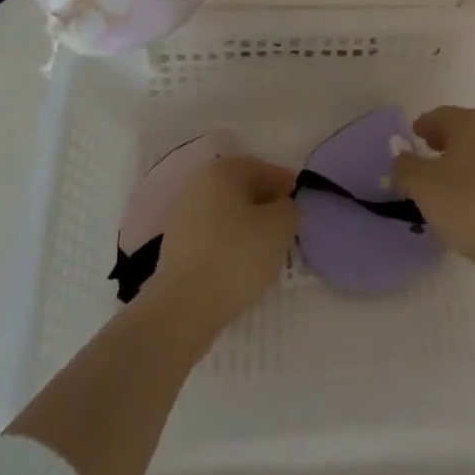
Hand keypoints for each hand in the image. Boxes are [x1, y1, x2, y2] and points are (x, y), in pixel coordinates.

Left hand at [150, 155, 298, 336]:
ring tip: (266, 248)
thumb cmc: (236, 255)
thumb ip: (289, 209)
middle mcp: (198, 184)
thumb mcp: (279, 227)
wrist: (184, 306)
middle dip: (264, 203)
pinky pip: (212, 235)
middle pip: (240, 189)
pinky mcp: (176, 246)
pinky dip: (229, 243)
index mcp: (221, 170)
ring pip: (225, 213)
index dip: (283, 183)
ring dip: (247, 224)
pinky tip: (242, 263)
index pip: (260, 168)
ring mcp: (182, 215)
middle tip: (286, 224)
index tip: (298, 200)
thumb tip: (282, 207)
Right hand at [392, 107, 474, 278]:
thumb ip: (405, 167)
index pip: (439, 116)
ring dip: (460, 163)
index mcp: (470, 123)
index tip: (411, 139)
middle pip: (461, 131)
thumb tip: (401, 158)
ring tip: (445, 187)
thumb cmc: (470, 206)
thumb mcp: (423, 186)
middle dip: (441, 143)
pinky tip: (470, 203)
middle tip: (424, 160)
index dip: (422, 127)